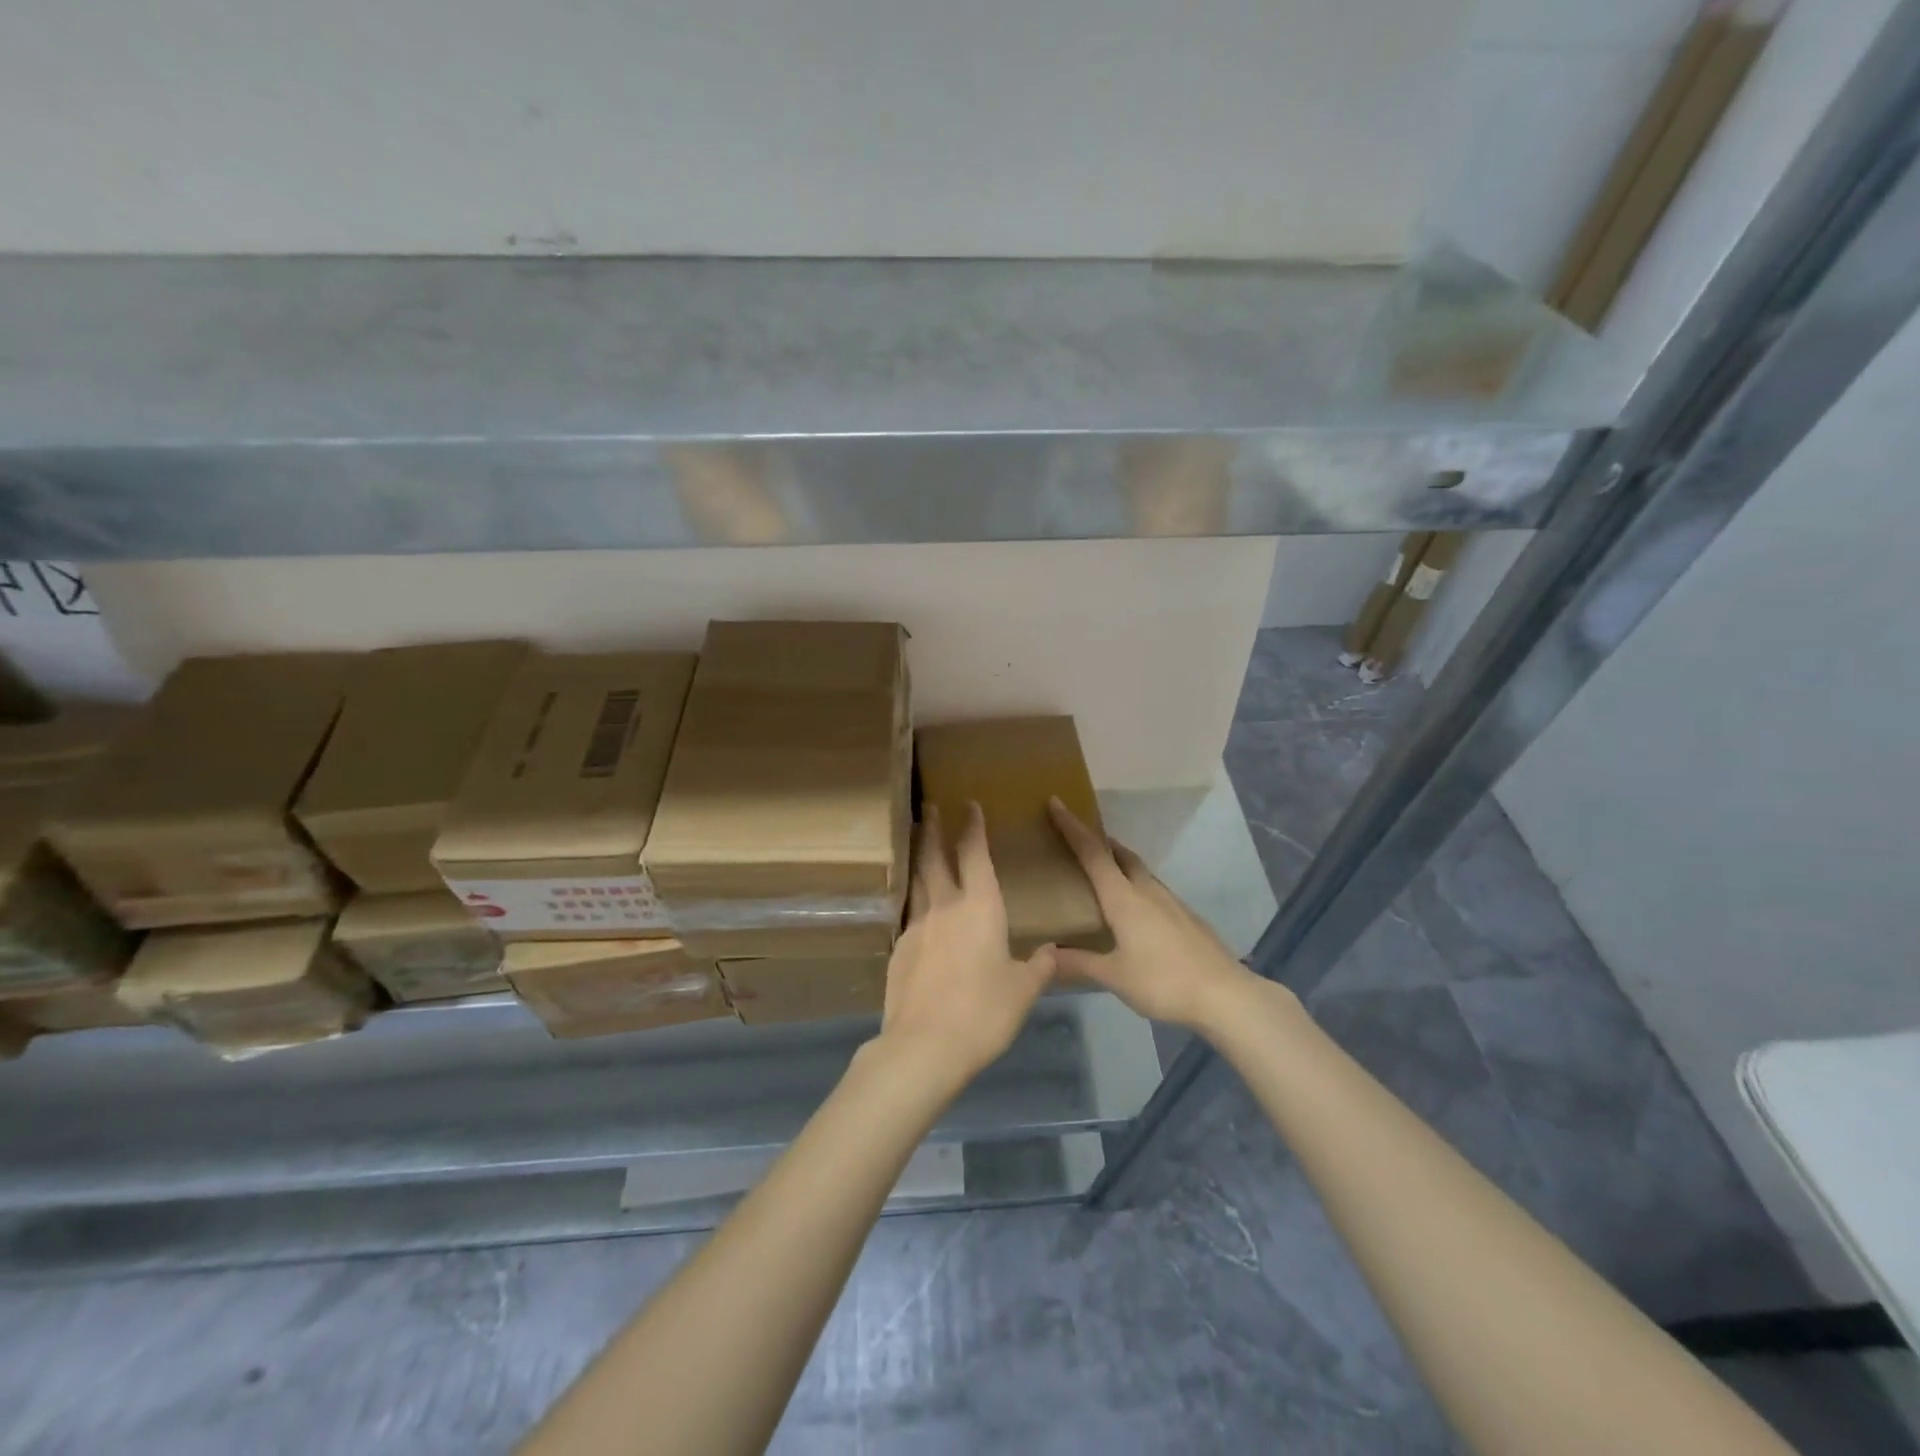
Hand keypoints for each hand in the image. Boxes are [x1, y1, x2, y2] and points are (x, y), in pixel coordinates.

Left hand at [879, 804, 1055, 1084]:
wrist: (924, 1045)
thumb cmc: (984, 1012)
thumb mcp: (1023, 991)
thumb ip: (1039, 967)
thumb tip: (1052, 952)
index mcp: (980, 908)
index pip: (975, 855)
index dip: (973, 828)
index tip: (969, 805)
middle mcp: (945, 907)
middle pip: (935, 858)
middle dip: (933, 829)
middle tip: (928, 806)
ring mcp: (916, 927)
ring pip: (917, 882)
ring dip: (918, 858)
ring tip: (917, 843)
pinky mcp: (898, 950)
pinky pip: (909, 915)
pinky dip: (915, 903)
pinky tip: (919, 913)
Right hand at [1048, 797, 1255, 1030]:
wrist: (1225, 995)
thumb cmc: (1163, 982)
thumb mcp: (1114, 976)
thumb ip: (1078, 964)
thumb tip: (1045, 955)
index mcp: (1124, 899)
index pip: (1093, 853)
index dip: (1072, 827)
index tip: (1056, 802)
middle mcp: (1147, 891)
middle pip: (1120, 854)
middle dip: (1099, 841)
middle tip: (1079, 840)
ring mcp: (1172, 903)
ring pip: (1140, 872)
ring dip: (1120, 863)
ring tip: (1104, 874)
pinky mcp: (1188, 917)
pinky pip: (1155, 891)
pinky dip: (1137, 887)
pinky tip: (1137, 911)